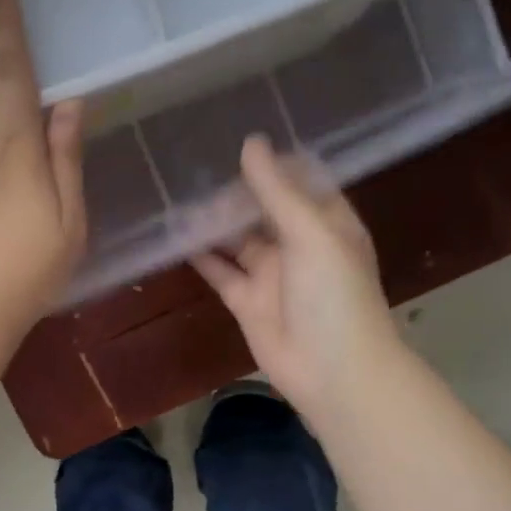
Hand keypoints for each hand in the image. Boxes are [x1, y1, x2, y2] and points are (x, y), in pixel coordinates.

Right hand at [193, 136, 402, 418]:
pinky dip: (200, 257)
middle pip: (263, 209)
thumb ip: (277, 191)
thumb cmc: (334, 295)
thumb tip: (250, 143)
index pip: (300, 182)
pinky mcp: (246, 301)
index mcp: (327, 222)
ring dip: (213, 222)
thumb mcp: (310, 233)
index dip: (273, 163)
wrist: (333, 370)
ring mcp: (271, 274)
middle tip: (196, 168)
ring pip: (237, 239)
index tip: (238, 140)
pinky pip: (220, 272)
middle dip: (235, 192)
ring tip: (180, 197)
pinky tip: (176, 237)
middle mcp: (299, 244)